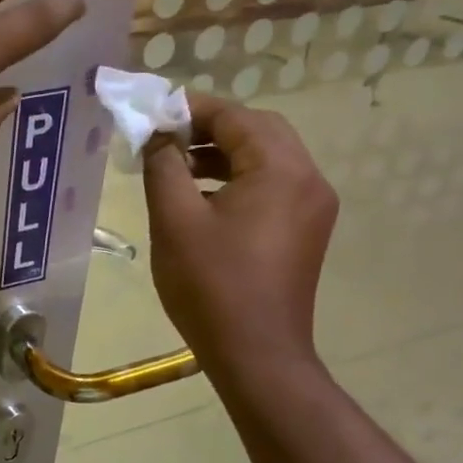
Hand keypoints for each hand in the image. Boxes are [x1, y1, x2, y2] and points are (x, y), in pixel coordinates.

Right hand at [143, 94, 337, 382]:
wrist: (256, 353)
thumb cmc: (210, 285)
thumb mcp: (174, 220)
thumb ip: (163, 166)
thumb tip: (158, 134)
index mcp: (280, 170)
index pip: (235, 116)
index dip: (190, 109)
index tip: (151, 114)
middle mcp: (308, 179)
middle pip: (258, 130)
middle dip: (209, 127)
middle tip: (165, 137)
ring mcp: (312, 206)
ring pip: (266, 158)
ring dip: (222, 153)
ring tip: (175, 165)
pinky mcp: (305, 230)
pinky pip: (272, 185)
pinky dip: (237, 178)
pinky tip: (201, 197)